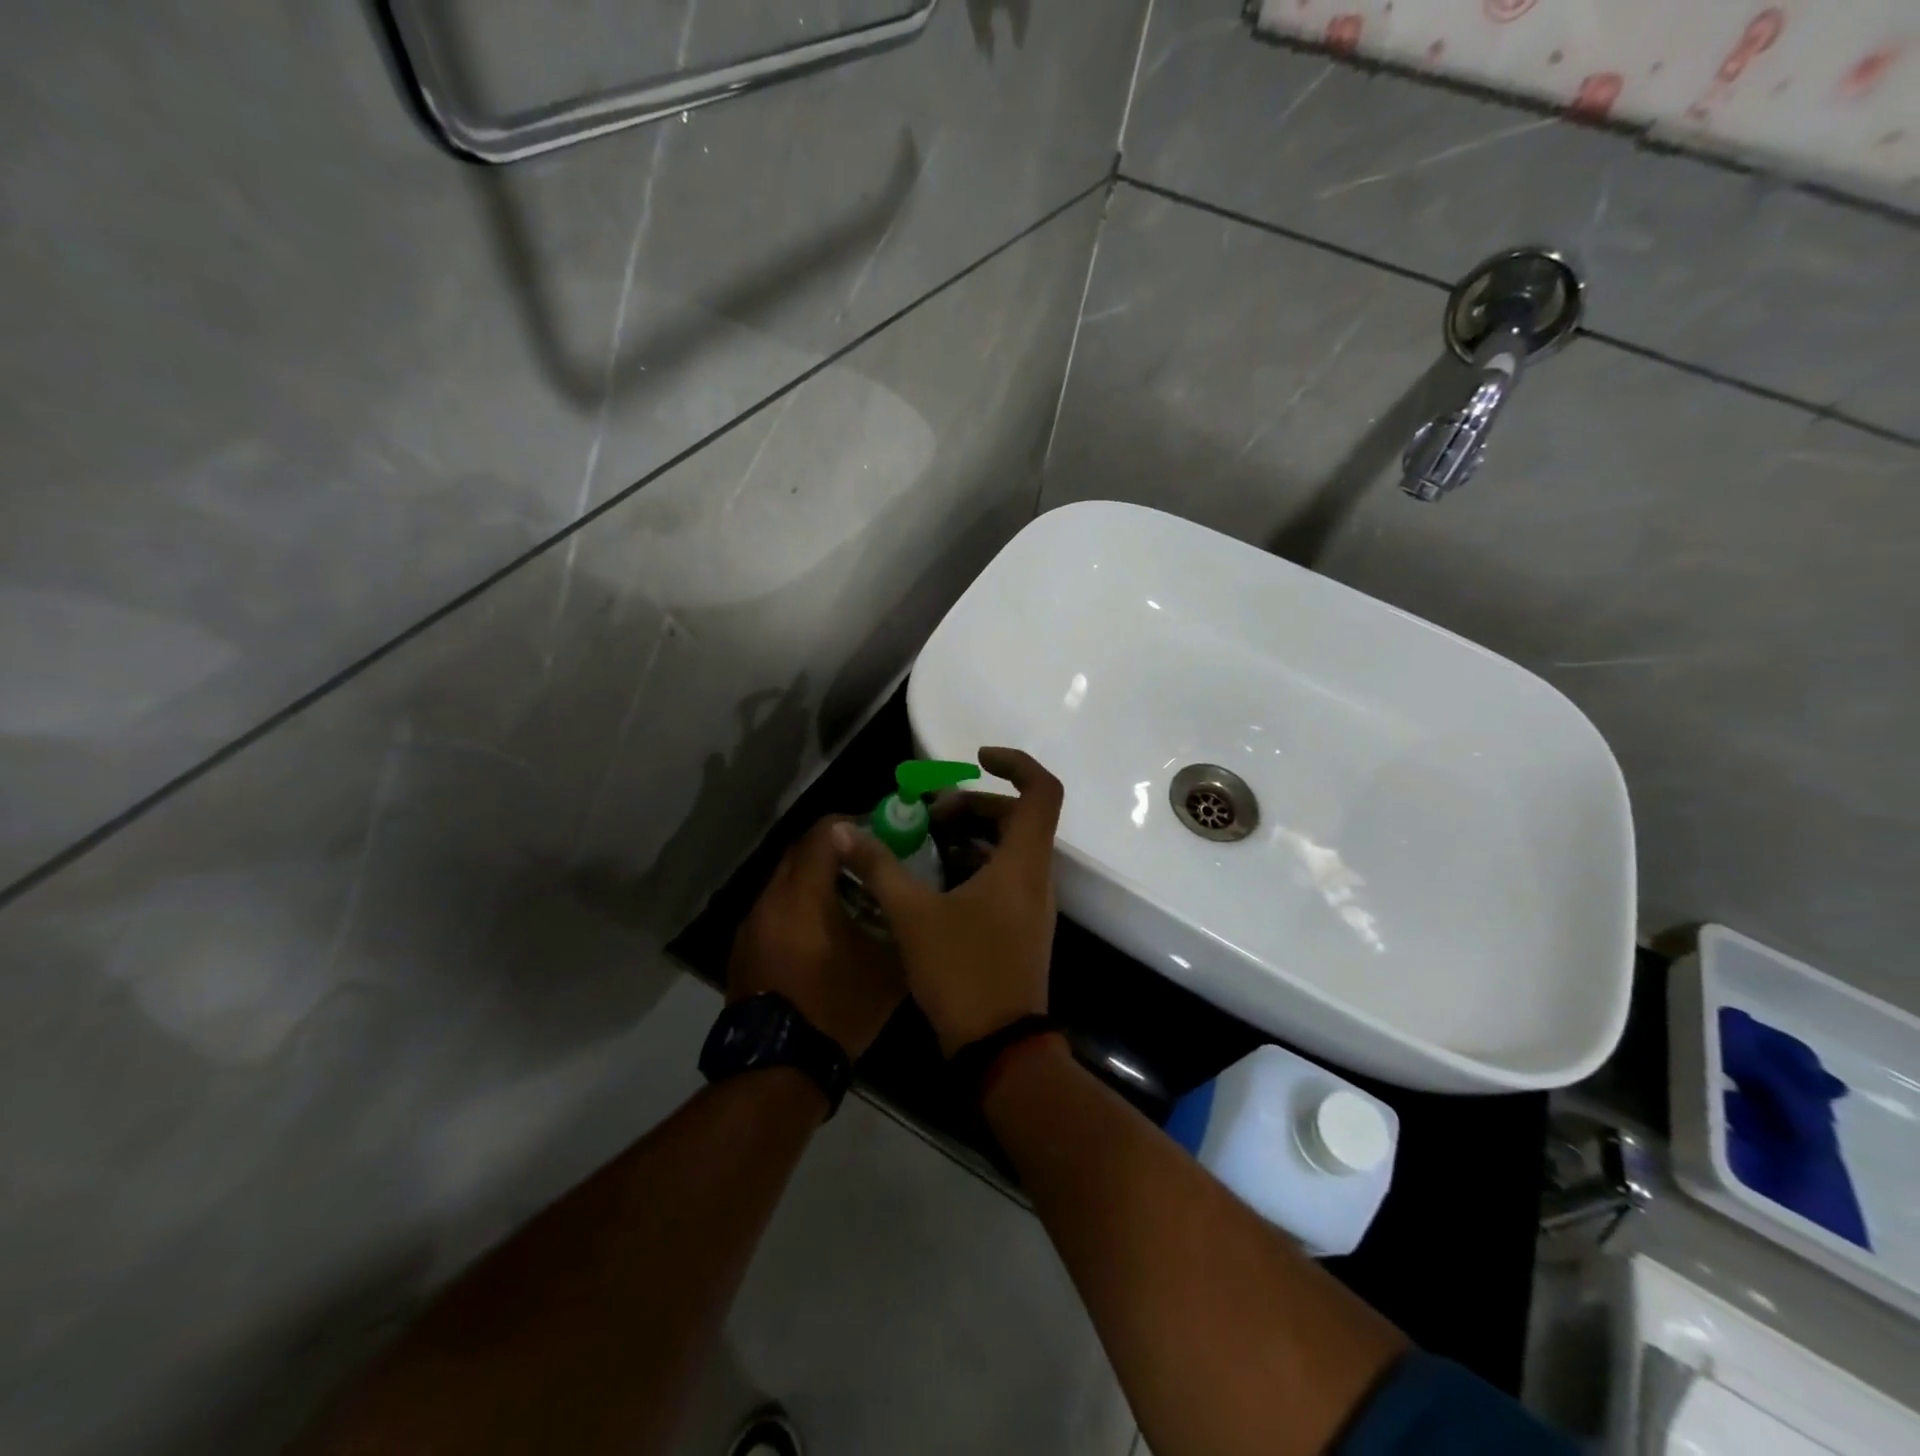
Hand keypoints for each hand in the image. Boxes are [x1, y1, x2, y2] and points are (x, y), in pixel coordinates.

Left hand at [728, 816, 905, 1058]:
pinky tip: (820, 931)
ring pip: (784, 880)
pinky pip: (774, 907)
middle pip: (800, 852)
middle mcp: (771, 898)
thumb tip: (909, 900)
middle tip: (866, 863)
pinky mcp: (743, 946)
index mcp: (804, 895)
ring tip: (847, 898)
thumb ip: (897, 921)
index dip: (851, 824)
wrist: (778, 1066)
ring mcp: (752, 923)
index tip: (877, 830)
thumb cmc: (837, 1008)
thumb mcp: (886, 967)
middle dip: (833, 849)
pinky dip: (797, 905)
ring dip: (814, 878)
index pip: (823, 833)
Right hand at [832, 747, 1061, 1055]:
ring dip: (973, 836)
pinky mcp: (1023, 926)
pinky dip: (976, 865)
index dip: (1015, 763)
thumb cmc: (963, 972)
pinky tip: (936, 881)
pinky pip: (1006, 877)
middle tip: (930, 816)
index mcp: (1023, 862)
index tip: (976, 759)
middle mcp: (1037, 876)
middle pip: (1019, 817)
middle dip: (974, 805)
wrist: (1000, 1049)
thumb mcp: (913, 915)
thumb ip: (879, 867)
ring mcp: (1033, 904)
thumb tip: (843, 831)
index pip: (1041, 791)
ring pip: (1011, 849)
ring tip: (927, 842)